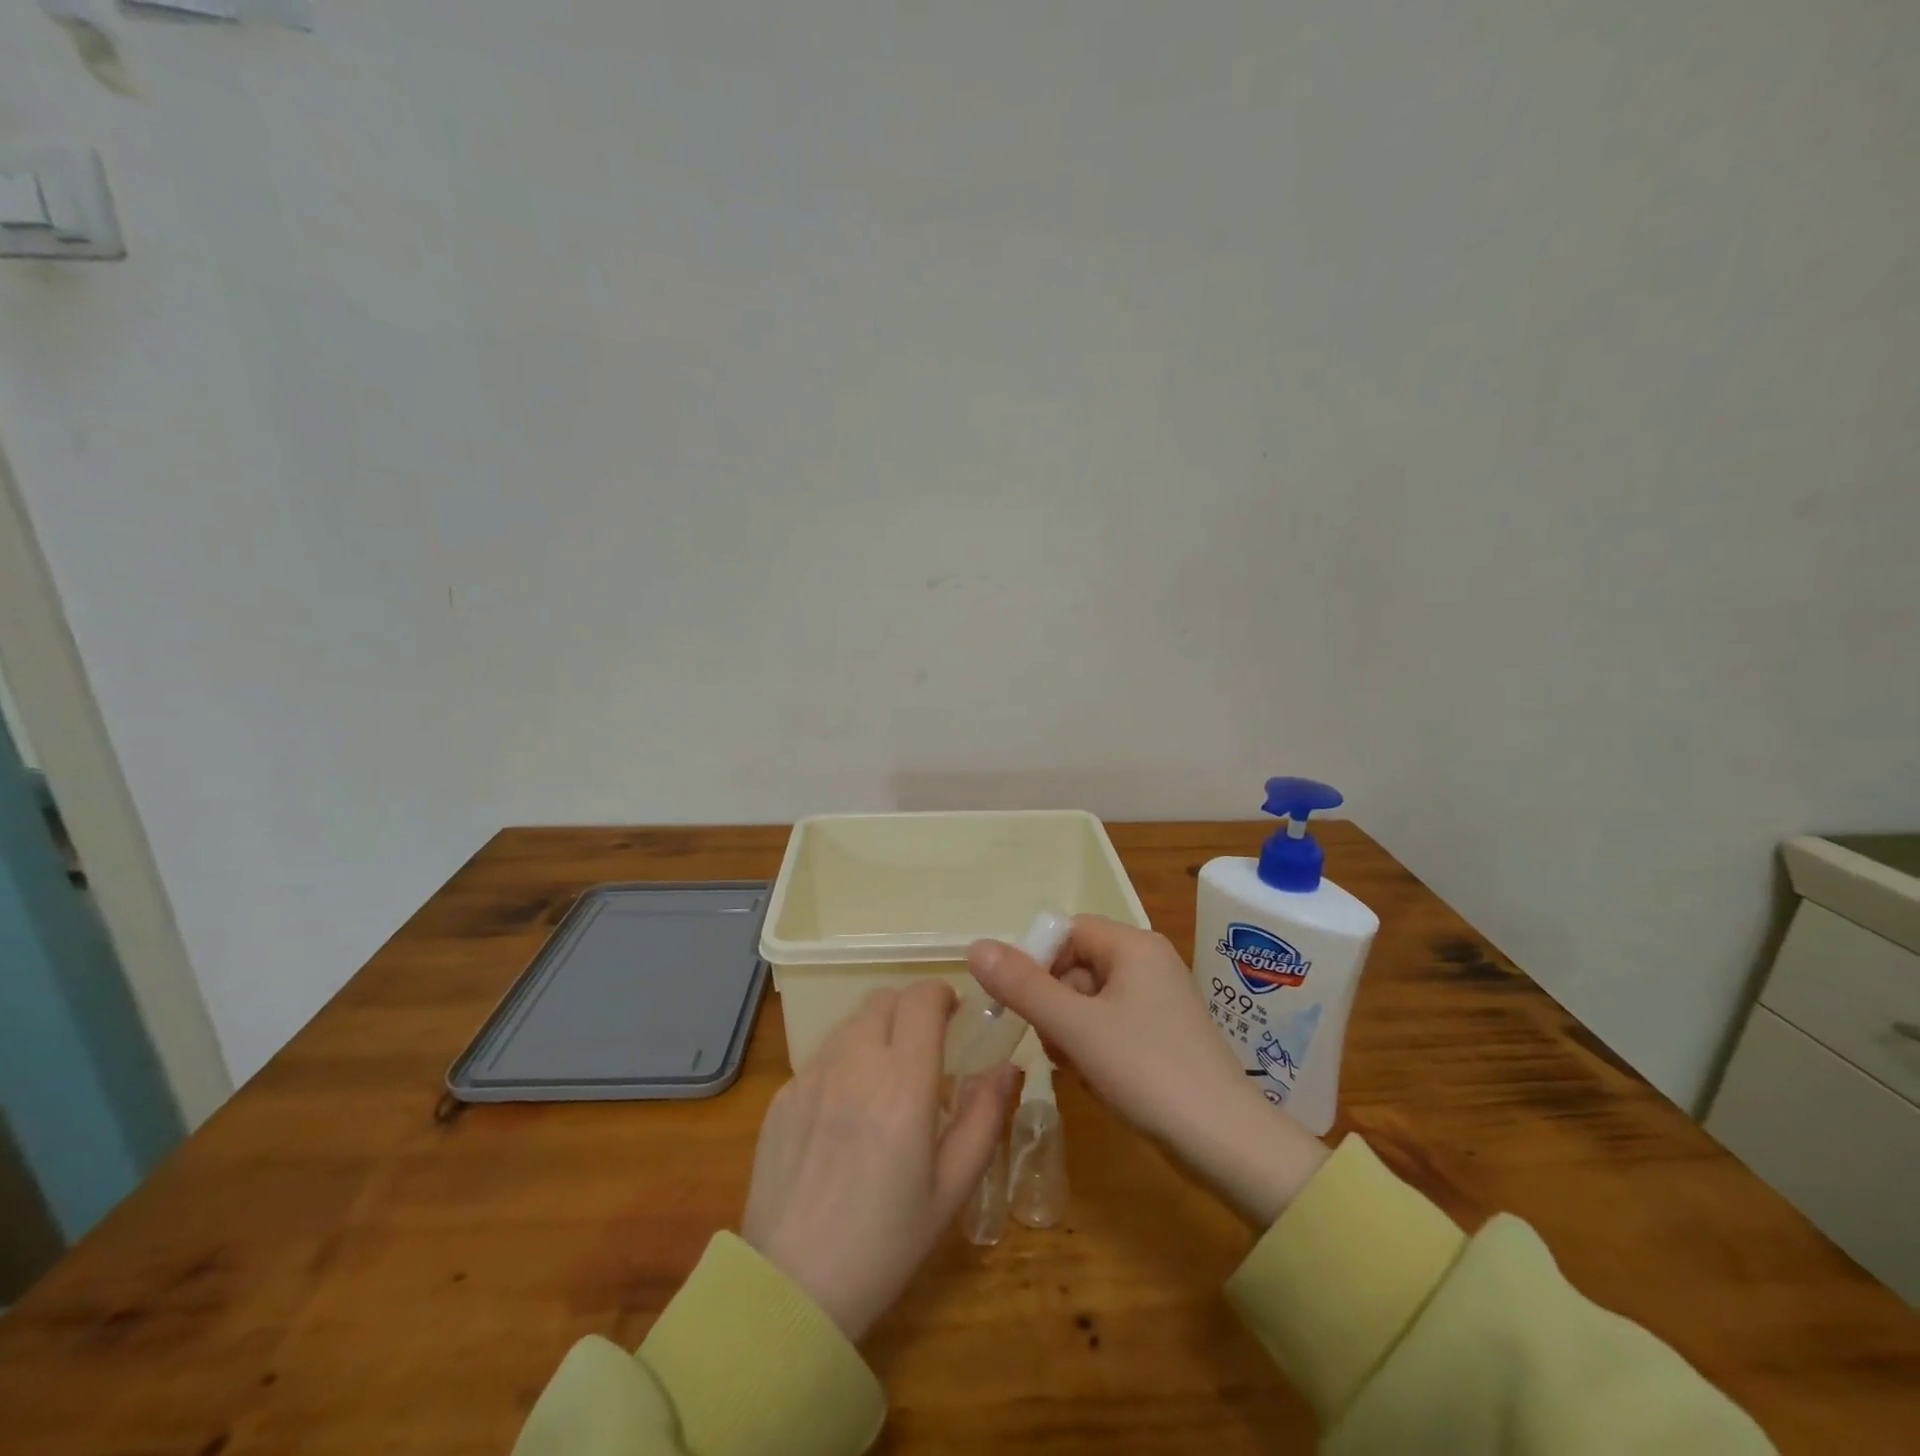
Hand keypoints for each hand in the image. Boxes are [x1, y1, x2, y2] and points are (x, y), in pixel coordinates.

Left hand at [742, 982, 1015, 1341]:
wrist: (791, 1290)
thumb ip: (985, 1118)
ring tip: (886, 1079)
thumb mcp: (951, 1189)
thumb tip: (1009, 1067)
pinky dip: (843, 1063)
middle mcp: (854, 1063)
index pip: (922, 998)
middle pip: (884, 999)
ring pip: (850, 1023)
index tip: (954, 1016)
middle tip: (925, 1047)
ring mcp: (811, 1076)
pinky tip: (845, 1114)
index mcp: (903, 1082)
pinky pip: (821, 1058)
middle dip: (910, 1009)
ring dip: (876, 1031)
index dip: (941, 995)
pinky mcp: (782, 1096)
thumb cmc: (886, 1243)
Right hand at [968, 916, 1328, 1227]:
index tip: (1018, 1003)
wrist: (1228, 1144)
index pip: (1066, 930)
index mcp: (1133, 945)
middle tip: (1052, 1043)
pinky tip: (1096, 1079)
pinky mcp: (1163, 1034)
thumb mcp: (1076, 1027)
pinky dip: (1094, 1047)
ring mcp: (1159, 1000)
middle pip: (1076, 965)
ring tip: (1076, 1067)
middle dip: (1054, 1004)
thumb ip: (1023, 986)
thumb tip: (976, 945)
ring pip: (1089, 1000)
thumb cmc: (1148, 1071)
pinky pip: (1110, 1025)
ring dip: (1070, 1031)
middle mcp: (1148, 962)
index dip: (1036, 961)